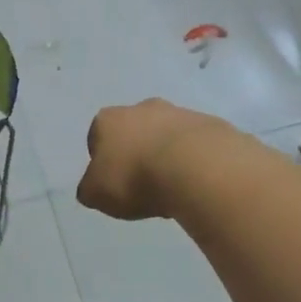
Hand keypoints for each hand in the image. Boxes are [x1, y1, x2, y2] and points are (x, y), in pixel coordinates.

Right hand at [77, 100, 231, 220]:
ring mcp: (179, 113)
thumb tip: (93, 187)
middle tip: (142, 184)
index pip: (97, 137)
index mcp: (109, 120)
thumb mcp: (96, 193)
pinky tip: (194, 183)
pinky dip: (193, 161)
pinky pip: (195, 146)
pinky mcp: (211, 125)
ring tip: (172, 188)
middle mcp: (142, 108)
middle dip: (136, 153)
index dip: (102, 161)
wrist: (196, 168)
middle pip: (134, 132)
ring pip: (166, 136)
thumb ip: (90, 189)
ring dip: (166, 156)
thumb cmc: (135, 178)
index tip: (112, 182)